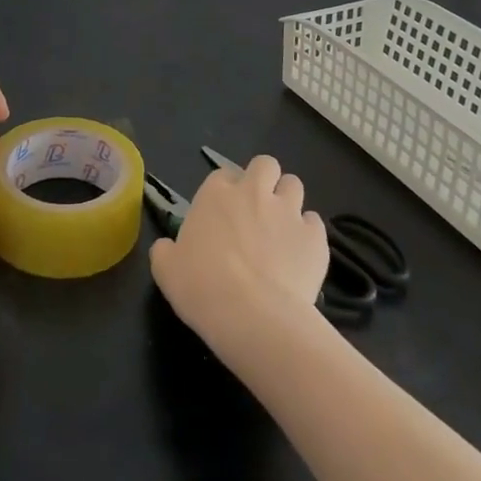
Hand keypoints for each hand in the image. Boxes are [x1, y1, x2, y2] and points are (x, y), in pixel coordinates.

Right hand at [149, 153, 329, 355]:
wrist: (253, 316)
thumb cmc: (201, 287)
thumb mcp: (166, 270)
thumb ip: (166, 250)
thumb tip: (167, 248)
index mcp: (216, 194)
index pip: (222, 175)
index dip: (225, 192)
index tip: (223, 214)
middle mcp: (254, 192)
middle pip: (265, 164)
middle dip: (264, 180)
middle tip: (258, 209)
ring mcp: (288, 211)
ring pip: (294, 185)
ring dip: (288, 201)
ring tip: (282, 228)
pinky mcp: (315, 236)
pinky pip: (314, 223)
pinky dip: (308, 234)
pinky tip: (300, 256)